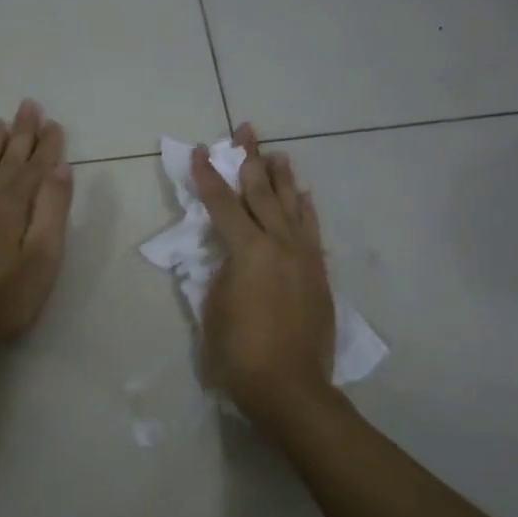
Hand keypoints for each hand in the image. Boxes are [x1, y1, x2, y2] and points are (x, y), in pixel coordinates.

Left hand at [0, 100, 73, 349]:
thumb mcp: (42, 257)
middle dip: (22, 133)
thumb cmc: (3, 296)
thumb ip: (52, 210)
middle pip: (7, 158)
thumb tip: (60, 169)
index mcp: (13, 204)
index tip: (54, 122)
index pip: (35, 166)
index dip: (47, 145)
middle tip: (29, 105)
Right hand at [191, 124, 336, 425]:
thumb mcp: (213, 308)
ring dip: (283, 178)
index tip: (199, 152)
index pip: (222, 204)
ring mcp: (304, 257)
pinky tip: (304, 198)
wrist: (290, 387)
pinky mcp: (318, 274)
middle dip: (250, 160)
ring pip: (293, 206)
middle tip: (246, 130)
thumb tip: (231, 257)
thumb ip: (222, 272)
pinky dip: (306, 210)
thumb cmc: (239, 353)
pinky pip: (312, 231)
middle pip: (262, 193)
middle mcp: (280, 244)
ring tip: (277, 154)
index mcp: (248, 251)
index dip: (207, 177)